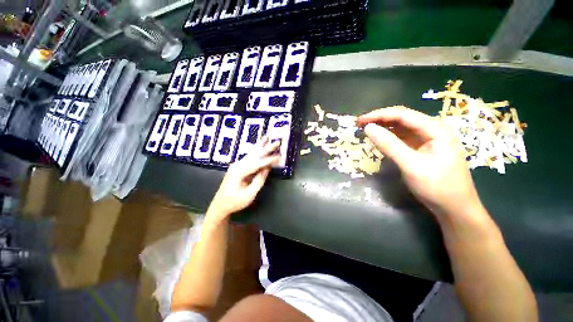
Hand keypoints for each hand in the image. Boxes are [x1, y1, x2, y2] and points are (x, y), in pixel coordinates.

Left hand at [208, 136, 279, 219]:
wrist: (220, 205)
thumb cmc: (234, 202)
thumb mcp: (248, 195)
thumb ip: (258, 181)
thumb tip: (267, 168)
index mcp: (238, 172)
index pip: (257, 163)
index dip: (269, 160)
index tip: (279, 157)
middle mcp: (237, 165)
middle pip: (254, 155)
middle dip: (266, 148)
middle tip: (277, 141)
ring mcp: (237, 165)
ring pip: (252, 153)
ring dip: (261, 145)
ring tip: (267, 136)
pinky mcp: (239, 167)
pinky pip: (250, 157)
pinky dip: (257, 151)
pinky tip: (260, 145)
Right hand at [357, 107, 484, 220]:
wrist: (455, 208)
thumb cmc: (437, 186)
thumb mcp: (411, 165)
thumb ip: (389, 145)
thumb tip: (368, 128)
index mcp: (435, 129)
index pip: (402, 114)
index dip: (379, 115)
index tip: (360, 120)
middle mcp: (431, 130)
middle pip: (401, 118)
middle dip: (379, 119)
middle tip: (359, 124)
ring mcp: (426, 139)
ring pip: (400, 128)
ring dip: (382, 127)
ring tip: (365, 130)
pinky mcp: (420, 149)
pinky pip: (401, 138)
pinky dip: (387, 137)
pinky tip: (378, 139)